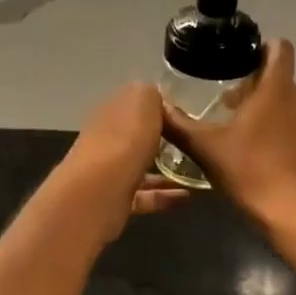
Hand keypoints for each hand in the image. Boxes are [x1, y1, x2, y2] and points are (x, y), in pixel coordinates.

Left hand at [57, 82, 191, 243]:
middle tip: (191, 144)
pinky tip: (187, 197)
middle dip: (160, 140)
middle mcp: (105, 139)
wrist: (101, 190)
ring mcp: (108, 171)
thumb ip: (150, 94)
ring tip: (194, 173)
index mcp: (110, 111)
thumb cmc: (125, 139)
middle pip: (134, 136)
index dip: (156, 107)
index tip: (183, 115)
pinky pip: (144, 196)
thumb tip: (154, 97)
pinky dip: (165, 196)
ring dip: (166, 170)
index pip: (133, 104)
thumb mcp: (143, 100)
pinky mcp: (115, 200)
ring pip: (140, 167)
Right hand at [162, 39, 295, 233]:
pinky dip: (273, 127)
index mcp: (277, 89)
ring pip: (285, 101)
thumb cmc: (252, 173)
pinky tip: (250, 151)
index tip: (235, 58)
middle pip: (278, 76)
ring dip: (261, 106)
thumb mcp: (206, 149)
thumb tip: (155, 106)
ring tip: (231, 126)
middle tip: (221, 100)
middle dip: (251, 82)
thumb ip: (178, 125)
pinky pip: (292, 123)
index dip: (259, 46)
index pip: (280, 48)